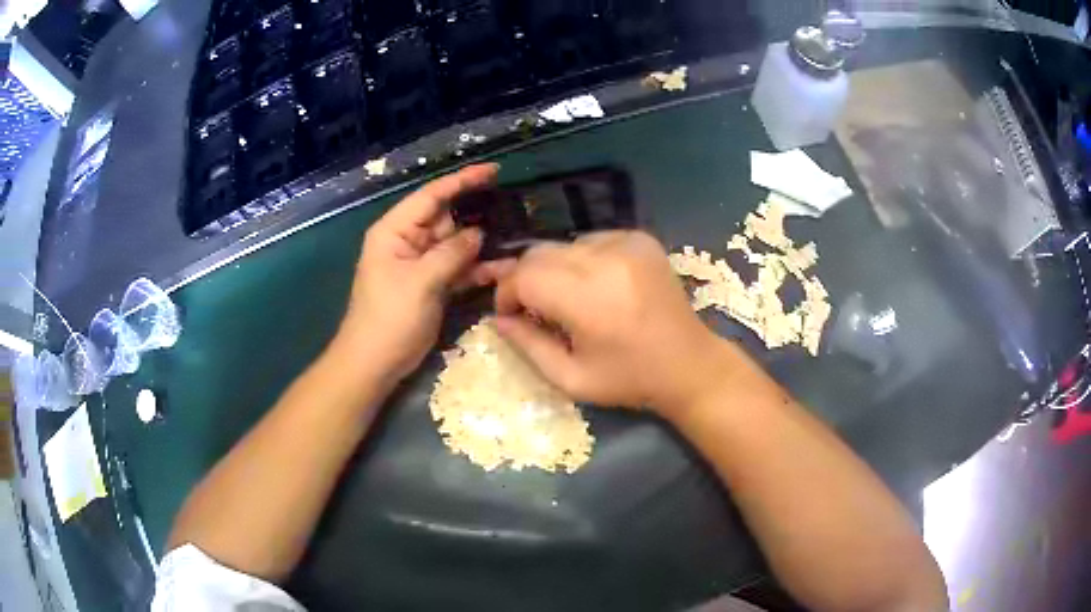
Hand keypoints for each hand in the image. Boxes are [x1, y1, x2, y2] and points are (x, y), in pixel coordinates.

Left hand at [335, 164, 500, 381]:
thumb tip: (478, 233)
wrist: (375, 363)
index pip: (431, 195)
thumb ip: (451, 253)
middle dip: (477, 217)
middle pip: (448, 219)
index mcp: (395, 231)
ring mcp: (421, 264)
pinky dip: (478, 270)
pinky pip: (458, 269)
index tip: (494, 171)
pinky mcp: (432, 284)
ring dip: (482, 246)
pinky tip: (505, 271)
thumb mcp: (420, 282)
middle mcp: (409, 241)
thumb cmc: (388, 318)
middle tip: (514, 211)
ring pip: (457, 245)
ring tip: (517, 240)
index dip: (462, 181)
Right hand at [494, 231, 739, 415]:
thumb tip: (497, 319)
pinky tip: (596, 286)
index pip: (524, 276)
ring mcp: (627, 243)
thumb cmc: (629, 380)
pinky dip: (582, 260)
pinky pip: (591, 240)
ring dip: (555, 270)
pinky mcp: (641, 238)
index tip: (511, 315)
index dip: (507, 294)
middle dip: (526, 280)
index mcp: (588, 299)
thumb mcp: (571, 379)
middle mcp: (606, 260)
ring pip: (564, 245)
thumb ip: (528, 346)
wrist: (689, 364)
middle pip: (539, 253)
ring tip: (569, 300)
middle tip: (534, 309)